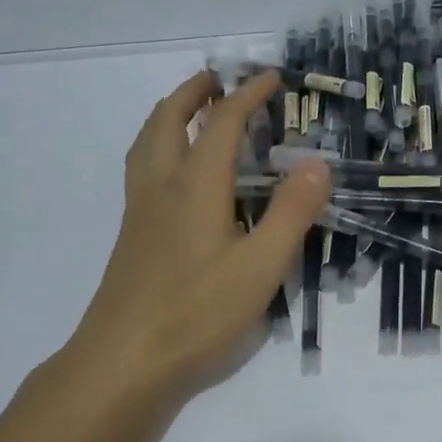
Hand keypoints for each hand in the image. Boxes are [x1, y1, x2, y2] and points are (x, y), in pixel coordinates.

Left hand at [55, 69, 328, 400]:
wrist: (123, 363)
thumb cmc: (198, 312)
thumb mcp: (262, 264)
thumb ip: (293, 211)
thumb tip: (318, 161)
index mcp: (196, 185)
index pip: (223, 123)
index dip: (248, 95)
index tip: (272, 77)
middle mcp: (162, 186)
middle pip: (169, 119)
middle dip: (195, 91)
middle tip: (219, 79)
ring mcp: (140, 211)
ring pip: (147, 142)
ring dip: (170, 113)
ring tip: (193, 110)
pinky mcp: (132, 235)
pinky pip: (142, 166)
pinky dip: (159, 144)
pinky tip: (174, 171)